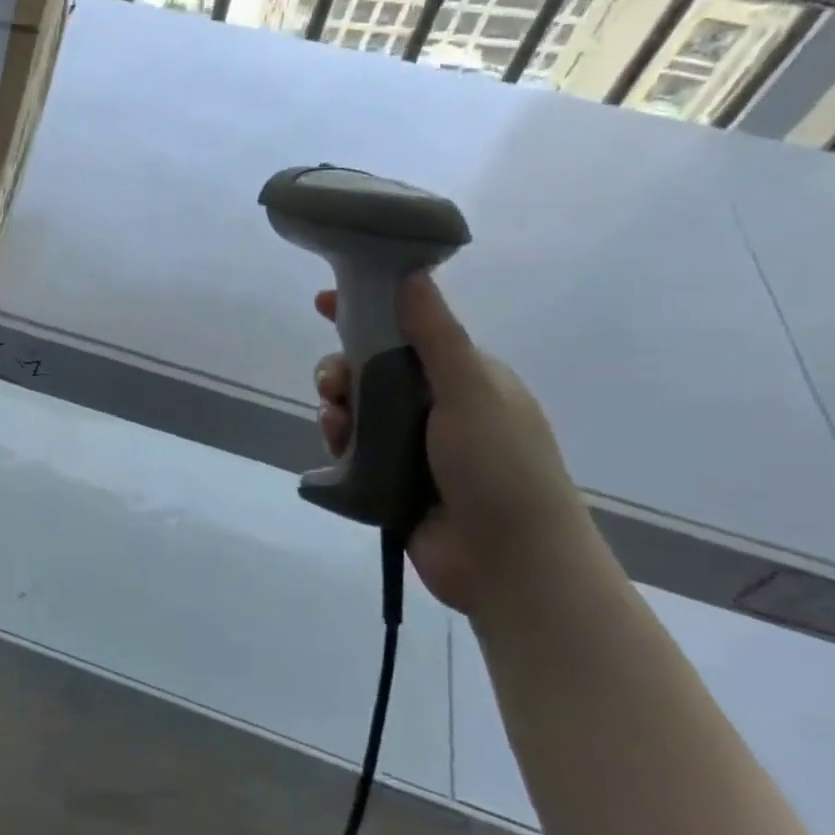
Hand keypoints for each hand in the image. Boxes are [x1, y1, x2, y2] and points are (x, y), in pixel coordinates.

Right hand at [313, 275, 595, 618]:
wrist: (509, 562)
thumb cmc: (498, 466)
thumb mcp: (470, 390)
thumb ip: (435, 334)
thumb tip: (411, 271)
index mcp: (466, 377)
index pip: (410, 330)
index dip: (369, 312)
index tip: (326, 302)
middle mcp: (438, 406)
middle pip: (373, 370)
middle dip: (344, 369)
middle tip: (332, 384)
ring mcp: (414, 446)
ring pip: (357, 410)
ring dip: (337, 408)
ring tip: (335, 424)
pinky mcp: (391, 480)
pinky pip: (352, 448)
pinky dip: (339, 442)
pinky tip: (335, 449)